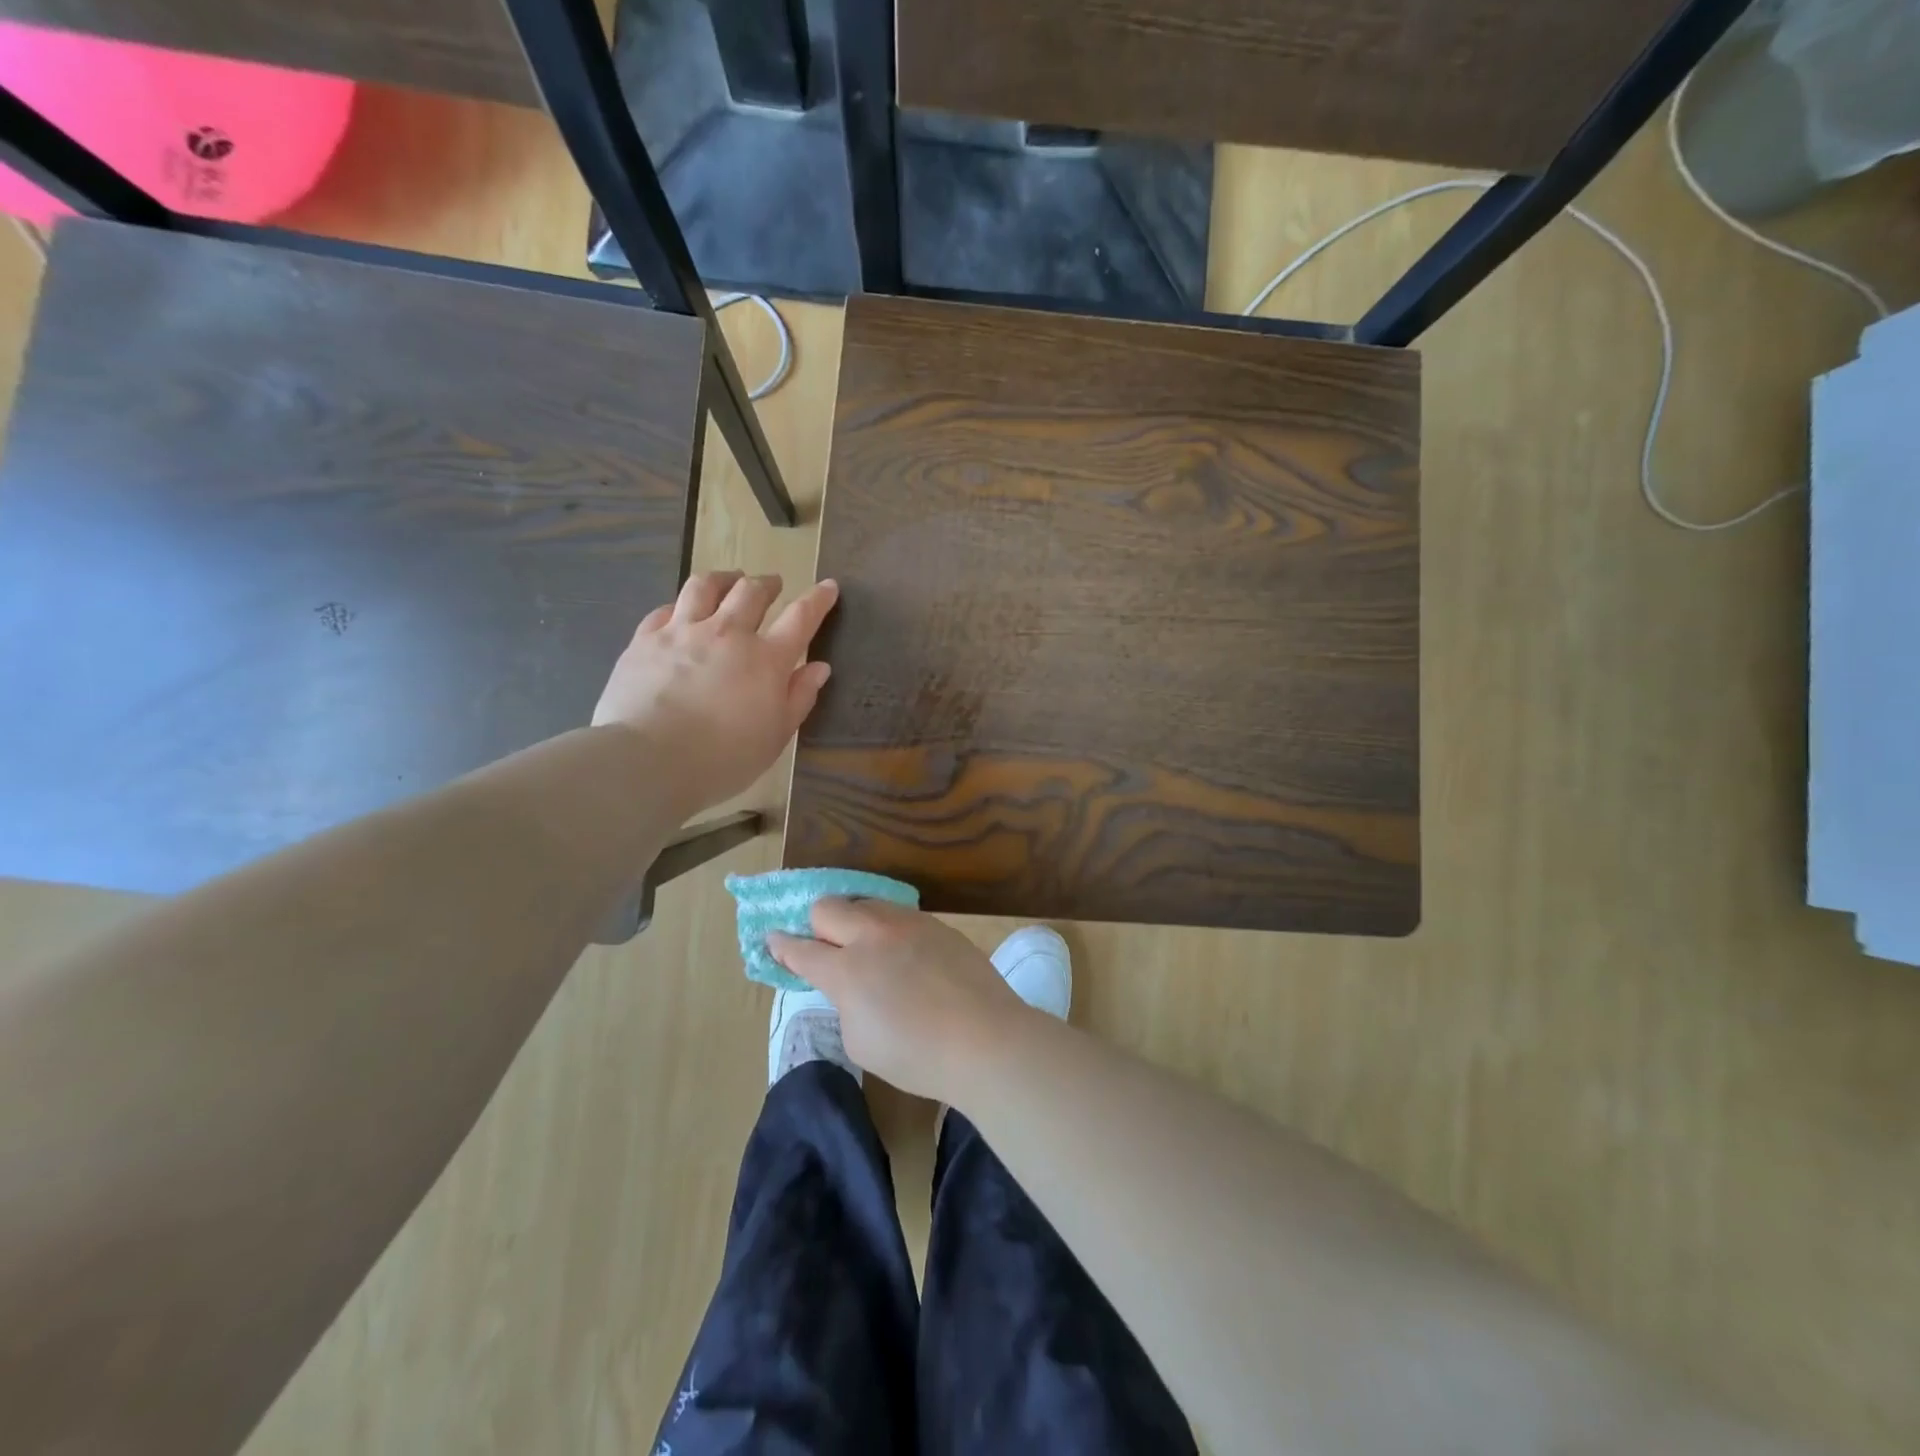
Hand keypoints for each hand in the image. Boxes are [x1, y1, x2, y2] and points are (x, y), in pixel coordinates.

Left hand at [593, 571, 836, 816]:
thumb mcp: (775, 736)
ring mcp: (682, 632)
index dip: (818, 599)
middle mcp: (727, 634)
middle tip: (773, 584)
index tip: (828, 586)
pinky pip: (665, 609)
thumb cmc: (723, 758)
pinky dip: (681, 605)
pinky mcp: (645, 640)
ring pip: (705, 587)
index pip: (801, 618)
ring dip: (724, 579)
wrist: (649, 760)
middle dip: (767, 584)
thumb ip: (799, 698)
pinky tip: (681, 610)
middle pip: (751, 593)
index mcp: (766, 659)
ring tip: (730, 580)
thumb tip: (819, 667)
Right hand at [768, 899, 1032, 1102]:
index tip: (773, 940)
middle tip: (825, 946)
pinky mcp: (937, 924)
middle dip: (817, 923)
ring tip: (867, 947)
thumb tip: (850, 984)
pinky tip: (904, 954)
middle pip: (828, 906)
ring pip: (867, 903)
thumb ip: (844, 1001)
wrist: (984, 1038)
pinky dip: (889, 929)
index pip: (801, 949)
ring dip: (856, 920)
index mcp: (846, 969)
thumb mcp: (859, 1040)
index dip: (782, 947)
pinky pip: (900, 915)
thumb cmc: (916, 1055)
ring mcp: (908, 924)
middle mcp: (872, 935)